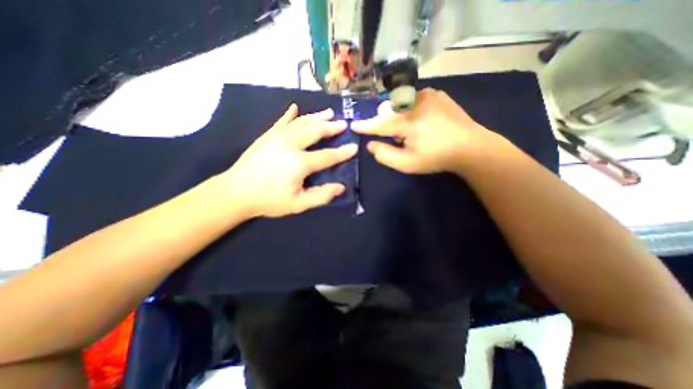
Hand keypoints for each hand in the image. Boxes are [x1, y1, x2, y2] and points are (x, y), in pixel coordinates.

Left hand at [218, 104, 356, 218]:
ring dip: (316, 117)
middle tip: (343, 124)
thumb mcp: (298, 204)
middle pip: (315, 131)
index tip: (354, 147)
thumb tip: (341, 187)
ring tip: (329, 113)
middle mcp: (290, 145)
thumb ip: (321, 195)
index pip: (327, 156)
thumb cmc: (269, 200)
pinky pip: (281, 121)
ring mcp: (277, 137)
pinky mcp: (267, 136)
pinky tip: (295, 107)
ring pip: (301, 122)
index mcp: (299, 163)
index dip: (342, 152)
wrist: (235, 192)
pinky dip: (290, 114)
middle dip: (331, 127)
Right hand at [353, 87, 503, 172]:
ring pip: (399, 103)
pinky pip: (412, 98)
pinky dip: (409, 108)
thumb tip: (371, 144)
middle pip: (388, 111)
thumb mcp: (407, 164)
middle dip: (385, 122)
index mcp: (409, 123)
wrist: (470, 146)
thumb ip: (385, 155)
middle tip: (395, 136)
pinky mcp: (436, 93)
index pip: (379, 124)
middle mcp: (416, 103)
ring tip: (410, 129)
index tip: (353, 125)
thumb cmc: (436, 158)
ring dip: (398, 115)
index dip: (365, 126)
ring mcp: (427, 95)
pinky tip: (420, 120)